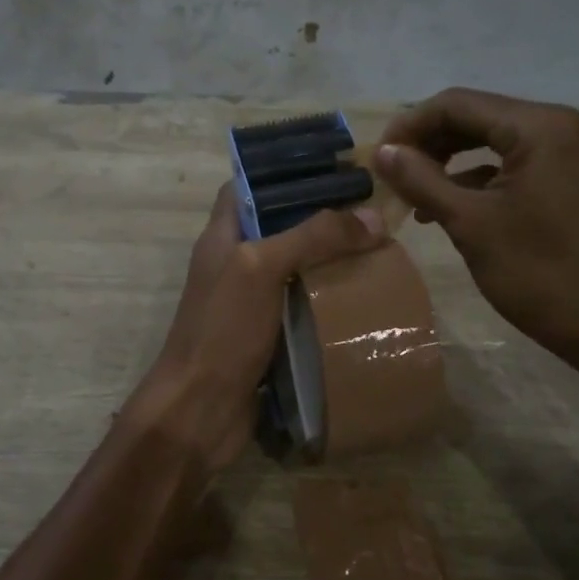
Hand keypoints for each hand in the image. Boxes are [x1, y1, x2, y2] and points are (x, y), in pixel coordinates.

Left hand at [131, 184, 384, 473]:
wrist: (200, 410)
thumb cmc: (223, 329)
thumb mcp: (262, 268)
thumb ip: (313, 237)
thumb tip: (372, 217)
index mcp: (222, 237)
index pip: (247, 187)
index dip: (283, 173)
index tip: (330, 169)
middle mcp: (235, 264)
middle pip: (279, 228)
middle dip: (321, 220)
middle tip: (370, 215)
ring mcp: (250, 303)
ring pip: (295, 270)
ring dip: (330, 263)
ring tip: (378, 253)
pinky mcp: (268, 337)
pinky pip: (303, 308)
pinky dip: (329, 302)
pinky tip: (364, 300)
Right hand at [376, 88, 578, 380]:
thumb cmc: (542, 277)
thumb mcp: (471, 225)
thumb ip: (421, 180)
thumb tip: (383, 151)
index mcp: (544, 127)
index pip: (459, 103)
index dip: (410, 125)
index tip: (379, 157)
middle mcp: (572, 123)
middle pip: (484, 116)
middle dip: (434, 143)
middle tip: (395, 176)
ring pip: (506, 140)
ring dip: (459, 160)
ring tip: (420, 194)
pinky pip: (531, 161)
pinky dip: (492, 176)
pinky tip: (462, 204)